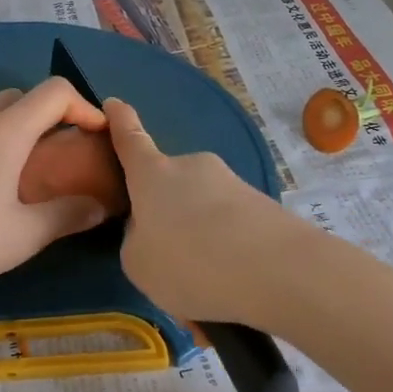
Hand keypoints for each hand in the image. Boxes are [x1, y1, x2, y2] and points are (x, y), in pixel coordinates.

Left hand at [0, 79, 111, 312]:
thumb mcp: (23, 237)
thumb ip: (67, 216)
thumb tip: (99, 207)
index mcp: (3, 132)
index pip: (54, 92)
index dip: (83, 105)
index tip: (94, 135)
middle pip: (18, 97)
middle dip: (45, 116)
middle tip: (55, 157)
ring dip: (8, 130)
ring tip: (12, 175)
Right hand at [103, 97, 301, 329]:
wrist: (278, 270)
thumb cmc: (189, 261)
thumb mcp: (139, 263)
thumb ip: (138, 240)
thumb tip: (156, 230)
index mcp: (153, 174)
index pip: (131, 139)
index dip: (120, 122)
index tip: (114, 102)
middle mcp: (192, 167)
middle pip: (170, 186)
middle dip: (168, 216)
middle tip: (170, 262)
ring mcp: (231, 182)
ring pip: (202, 214)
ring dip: (200, 244)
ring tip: (206, 290)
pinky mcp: (262, 205)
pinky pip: (231, 232)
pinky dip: (226, 257)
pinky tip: (233, 290)